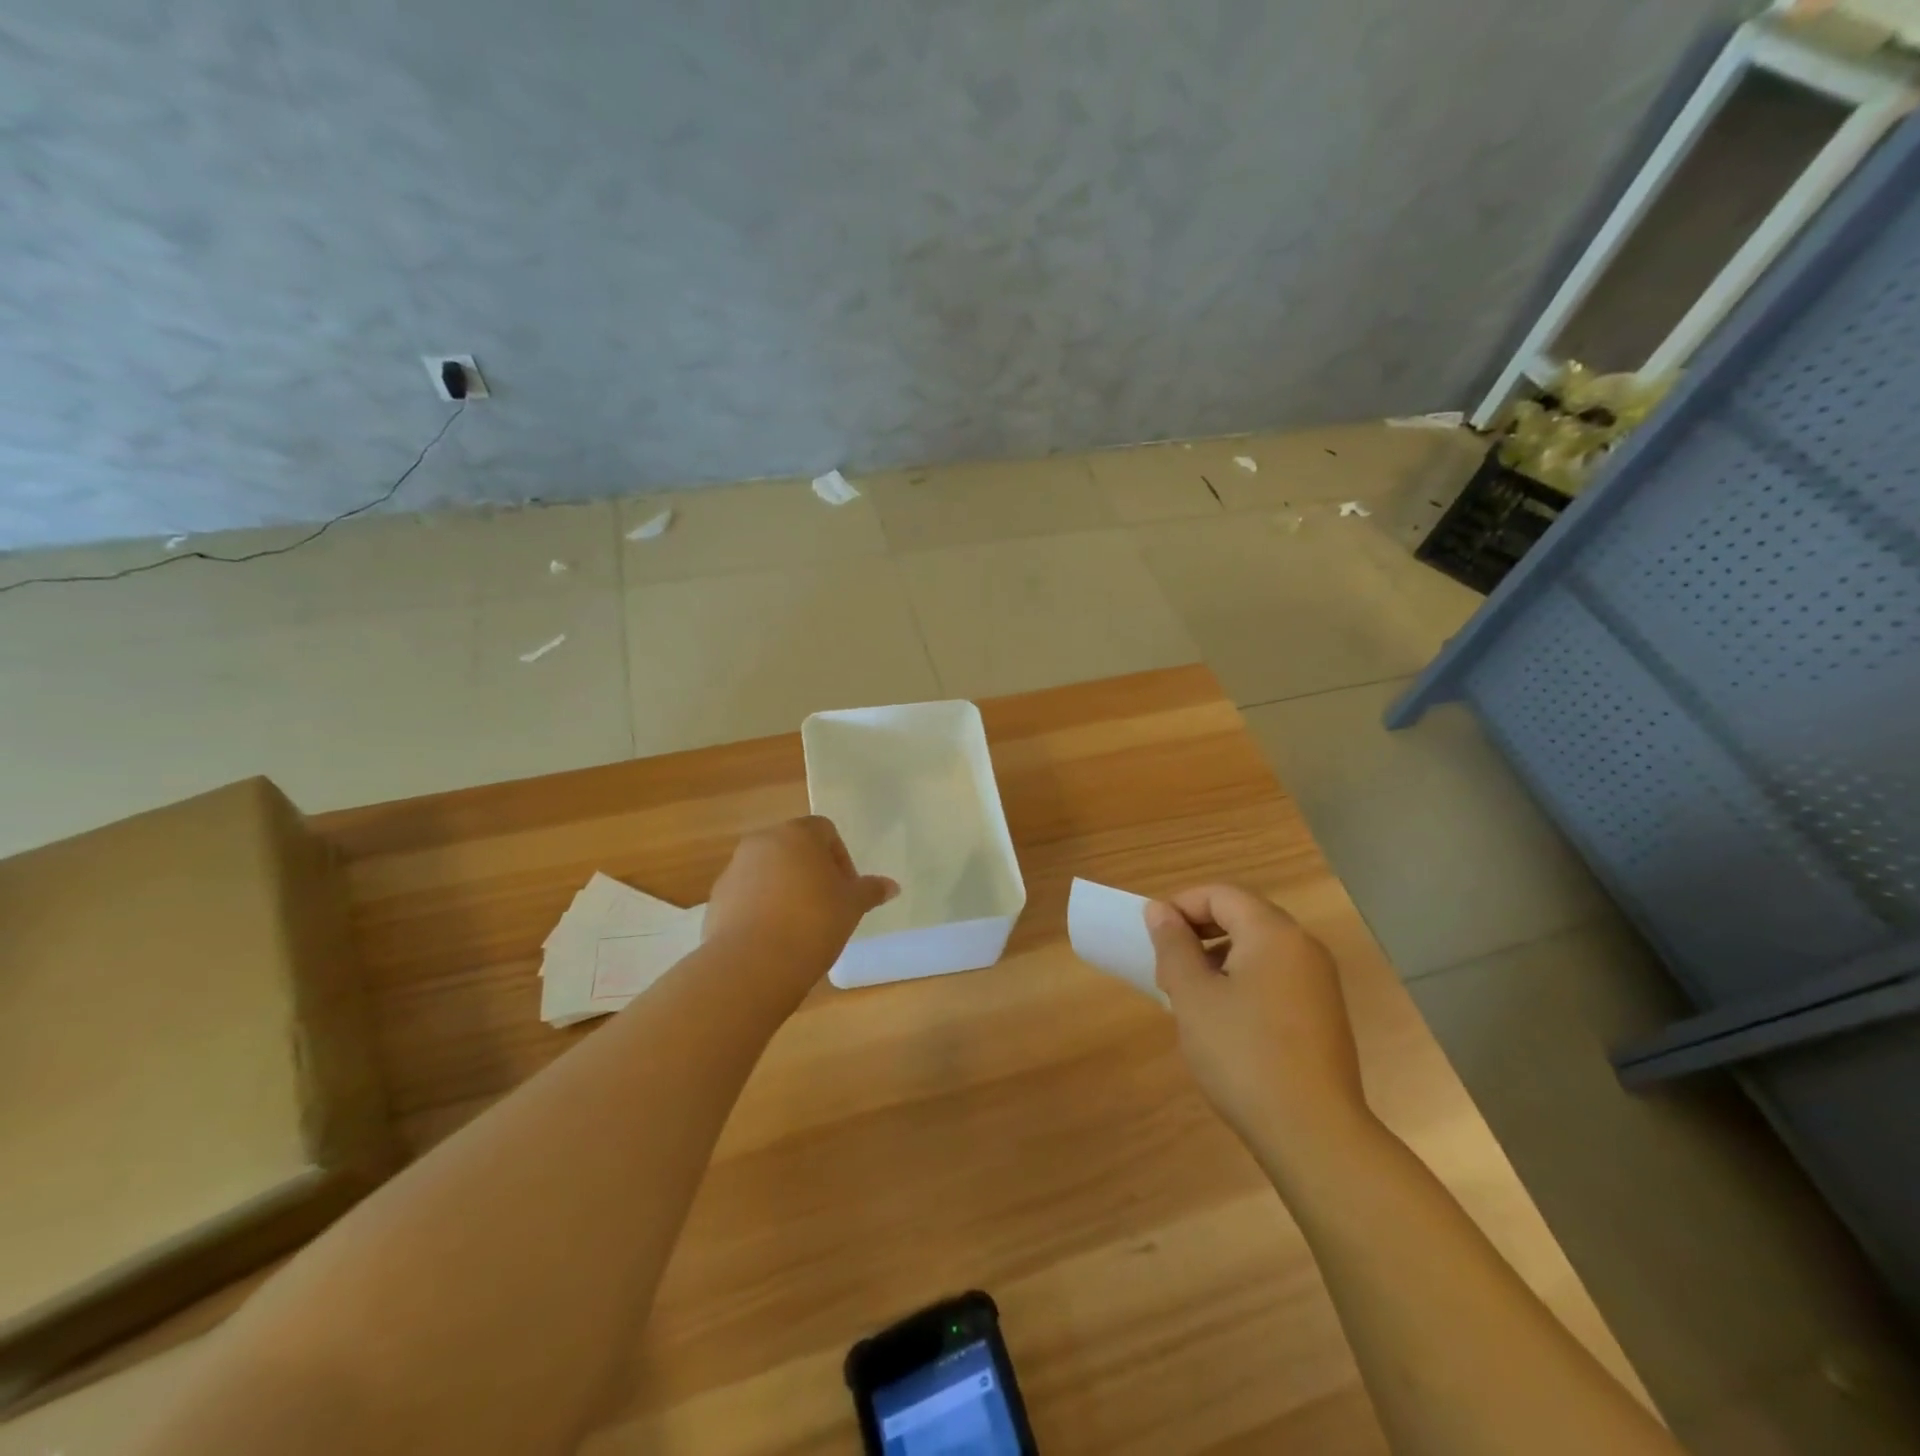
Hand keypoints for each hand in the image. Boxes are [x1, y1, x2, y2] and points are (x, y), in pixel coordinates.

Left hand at [703, 817, 898, 989]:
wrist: (753, 964)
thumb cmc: (813, 922)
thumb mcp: (852, 906)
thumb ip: (870, 890)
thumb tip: (892, 886)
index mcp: (797, 834)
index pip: (825, 831)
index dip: (841, 859)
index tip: (847, 891)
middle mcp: (762, 842)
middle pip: (794, 849)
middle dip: (812, 873)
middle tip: (827, 907)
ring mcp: (734, 870)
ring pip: (769, 872)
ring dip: (786, 890)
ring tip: (800, 926)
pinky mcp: (716, 900)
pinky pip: (747, 896)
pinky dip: (762, 909)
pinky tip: (775, 938)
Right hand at [1145, 885, 1370, 1158]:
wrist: (1314, 1134)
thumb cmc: (1243, 1055)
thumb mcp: (1193, 996)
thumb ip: (1173, 945)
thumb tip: (1159, 910)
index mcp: (1274, 933)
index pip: (1220, 894)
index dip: (1181, 907)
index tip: (1153, 940)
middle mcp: (1303, 947)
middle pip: (1242, 916)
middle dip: (1198, 934)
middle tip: (1168, 971)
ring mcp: (1319, 982)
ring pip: (1257, 948)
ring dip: (1217, 959)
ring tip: (1190, 999)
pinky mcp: (1323, 1013)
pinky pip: (1274, 976)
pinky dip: (1242, 982)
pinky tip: (1224, 1022)